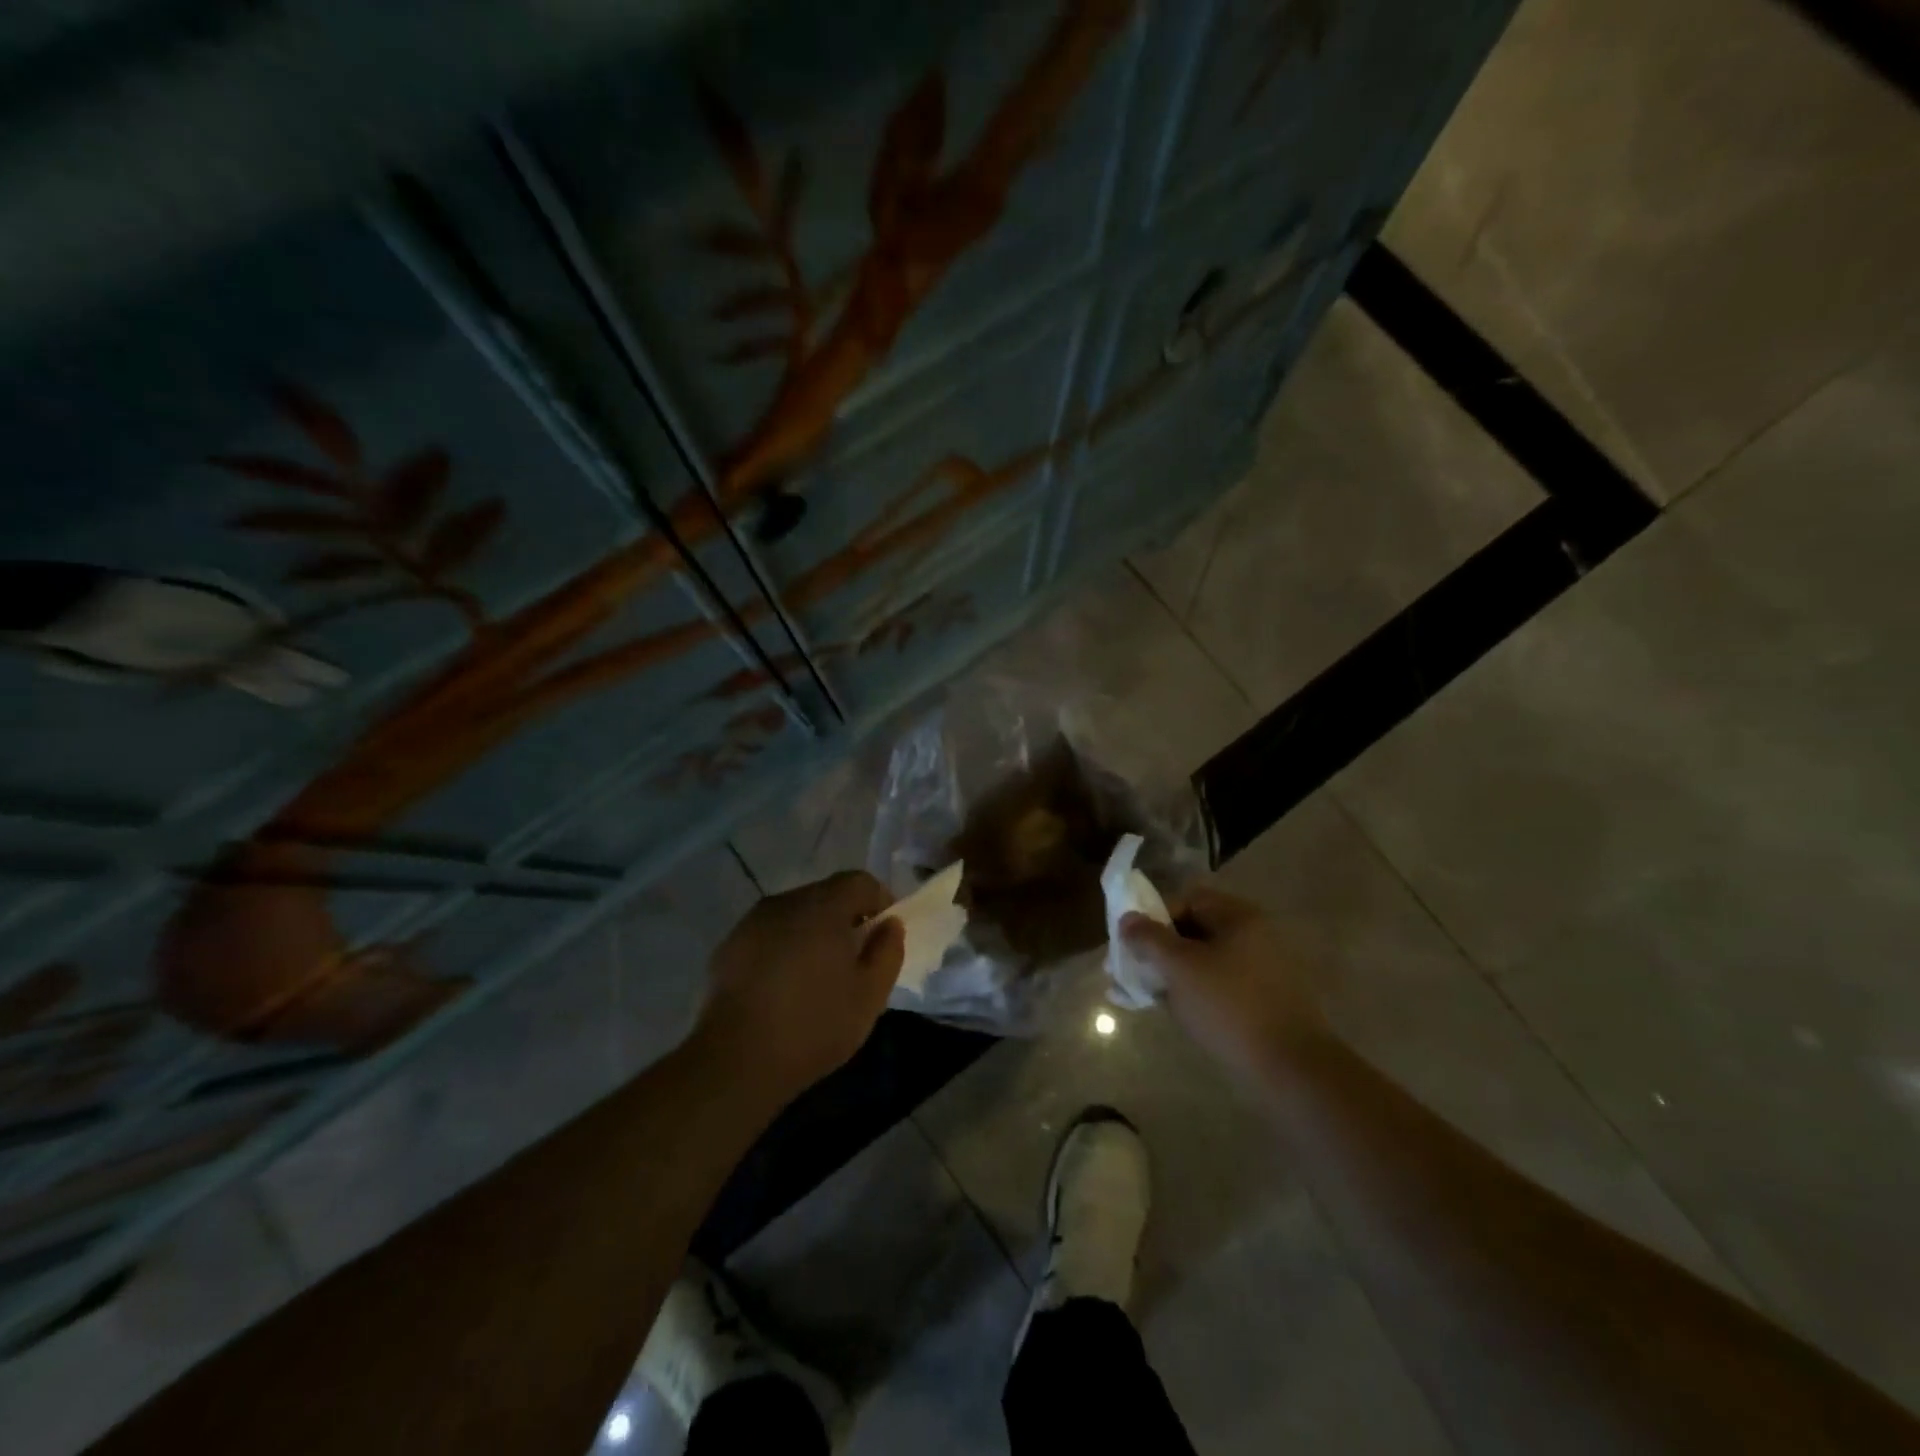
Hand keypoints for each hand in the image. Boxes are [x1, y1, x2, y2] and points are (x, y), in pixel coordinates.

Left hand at [694, 871, 905, 1101]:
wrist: (734, 1062)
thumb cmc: (813, 1026)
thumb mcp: (870, 996)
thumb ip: (888, 951)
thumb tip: (890, 924)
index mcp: (823, 907)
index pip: (860, 881)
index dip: (879, 902)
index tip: (882, 936)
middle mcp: (785, 902)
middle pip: (826, 894)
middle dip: (845, 918)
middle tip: (853, 959)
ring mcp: (752, 922)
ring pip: (796, 913)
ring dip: (812, 932)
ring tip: (817, 975)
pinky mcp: (729, 946)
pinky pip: (769, 933)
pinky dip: (784, 947)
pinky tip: (783, 987)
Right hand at [1120, 886, 1326, 1077]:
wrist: (1291, 1068)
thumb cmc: (1229, 1006)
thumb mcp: (1180, 968)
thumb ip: (1149, 939)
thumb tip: (1127, 919)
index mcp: (1238, 916)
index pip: (1187, 900)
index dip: (1155, 918)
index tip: (1133, 945)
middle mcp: (1255, 934)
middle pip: (1195, 929)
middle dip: (1160, 948)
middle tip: (1135, 972)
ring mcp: (1263, 968)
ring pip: (1206, 960)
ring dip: (1175, 972)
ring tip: (1150, 997)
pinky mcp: (1265, 999)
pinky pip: (1221, 983)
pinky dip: (1197, 991)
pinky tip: (1179, 1012)